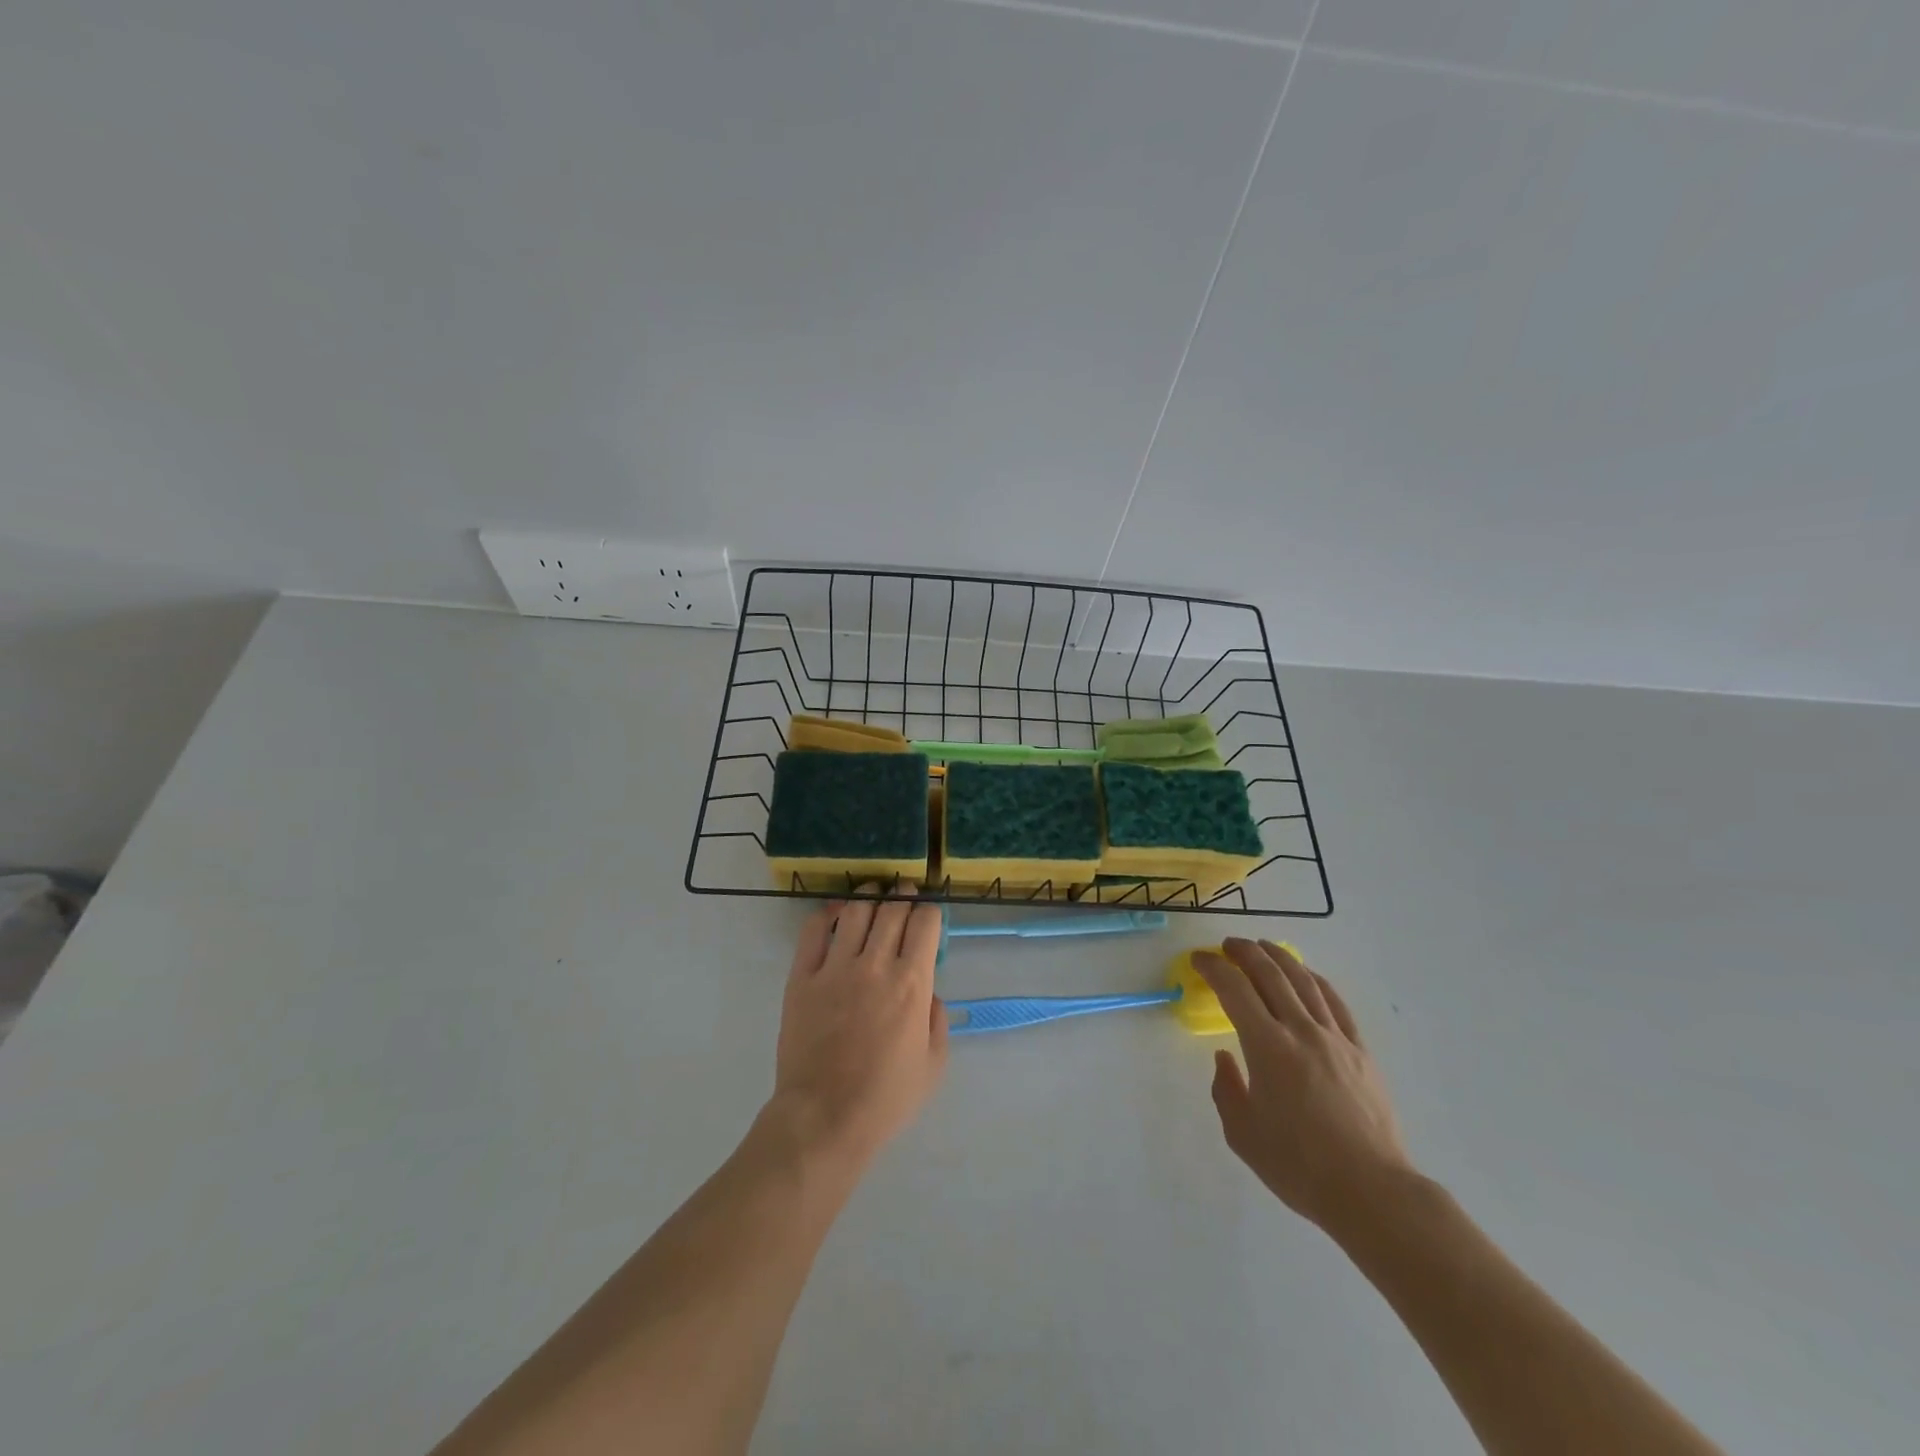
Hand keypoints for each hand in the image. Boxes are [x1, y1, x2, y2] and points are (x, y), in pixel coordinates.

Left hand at [768, 886, 948, 1170]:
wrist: (824, 1118)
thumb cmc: (885, 1098)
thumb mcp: (934, 1065)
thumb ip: (938, 1020)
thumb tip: (929, 991)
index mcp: (912, 984)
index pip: (926, 923)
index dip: (931, 911)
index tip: (929, 914)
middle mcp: (876, 964)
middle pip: (893, 909)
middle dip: (904, 895)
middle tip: (905, 893)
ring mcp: (835, 968)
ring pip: (856, 911)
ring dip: (869, 896)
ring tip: (874, 894)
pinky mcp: (802, 977)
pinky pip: (813, 931)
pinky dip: (827, 913)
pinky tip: (836, 912)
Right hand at [1196, 939, 1412, 1234]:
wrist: (1371, 1191)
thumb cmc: (1298, 1166)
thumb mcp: (1242, 1133)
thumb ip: (1226, 1089)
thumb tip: (1226, 1058)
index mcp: (1267, 1047)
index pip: (1234, 990)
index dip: (1213, 968)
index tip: (1199, 960)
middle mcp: (1300, 1031)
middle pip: (1270, 974)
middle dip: (1244, 952)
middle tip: (1227, 945)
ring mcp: (1335, 1038)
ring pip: (1304, 981)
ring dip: (1279, 957)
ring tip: (1263, 948)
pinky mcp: (1361, 1051)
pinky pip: (1335, 1003)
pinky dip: (1315, 981)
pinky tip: (1307, 976)